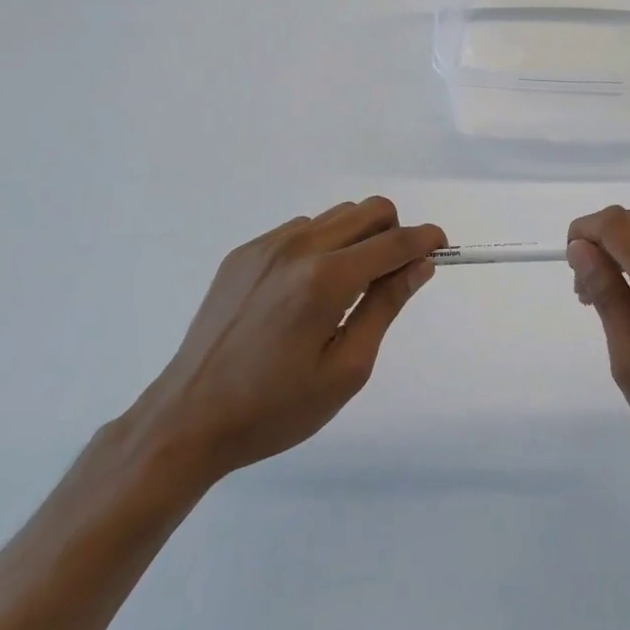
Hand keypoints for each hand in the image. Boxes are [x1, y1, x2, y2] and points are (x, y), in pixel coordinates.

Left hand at [133, 198, 444, 489]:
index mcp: (326, 279)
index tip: (442, 247)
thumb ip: (386, 307)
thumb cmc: (275, 408)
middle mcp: (297, 248)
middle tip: (391, 277)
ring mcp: (265, 247)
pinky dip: (320, 247)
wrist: (187, 420)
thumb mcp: (346, 369)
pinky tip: (302, 294)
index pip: (394, 241)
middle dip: (394, 233)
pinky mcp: (243, 254)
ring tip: (343, 291)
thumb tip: (419, 265)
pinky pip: (300, 230)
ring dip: (356, 240)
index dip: (426, 239)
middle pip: (369, 210)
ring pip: (335, 217)